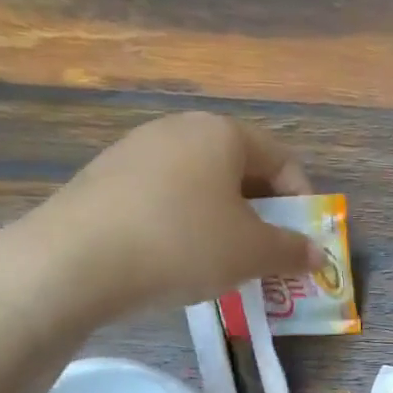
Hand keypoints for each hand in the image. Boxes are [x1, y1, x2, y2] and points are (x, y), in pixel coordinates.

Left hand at [10, 113, 321, 325]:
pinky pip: (165, 198)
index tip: (303, 241)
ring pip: (202, 186)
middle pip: (240, 170)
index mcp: (222, 133)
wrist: (76, 261)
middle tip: (269, 254)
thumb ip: (292, 251)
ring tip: (226, 262)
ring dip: (225, 222)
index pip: (282, 160)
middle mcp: (179, 129)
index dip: (303, 202)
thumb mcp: (253, 253)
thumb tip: (317, 254)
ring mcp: (136, 151)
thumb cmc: (184, 244)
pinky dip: (186, 225)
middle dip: (264, 214)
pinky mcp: (105, 179)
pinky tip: (179, 260)